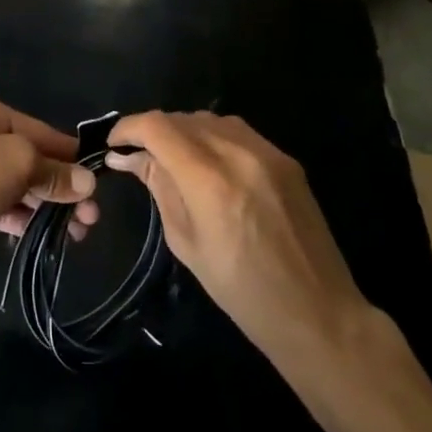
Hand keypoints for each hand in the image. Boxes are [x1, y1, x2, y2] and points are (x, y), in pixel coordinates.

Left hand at [0, 90, 97, 257]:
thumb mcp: (19, 164)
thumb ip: (55, 172)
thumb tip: (87, 183)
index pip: (37, 128)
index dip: (68, 154)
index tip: (96, 178)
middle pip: (25, 157)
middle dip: (58, 187)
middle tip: (88, 219)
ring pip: (10, 183)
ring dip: (41, 205)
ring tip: (74, 234)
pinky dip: (15, 215)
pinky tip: (39, 234)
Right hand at [105, 112, 370, 364]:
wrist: (318, 312)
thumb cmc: (243, 291)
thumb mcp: (186, 242)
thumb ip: (159, 188)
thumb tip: (129, 158)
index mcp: (208, 179)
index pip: (156, 127)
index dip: (128, 128)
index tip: (113, 144)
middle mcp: (237, 152)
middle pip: (181, 118)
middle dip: (154, 131)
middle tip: (140, 156)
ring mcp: (266, 151)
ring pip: (209, 119)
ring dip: (184, 131)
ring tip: (174, 158)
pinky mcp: (285, 158)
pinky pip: (237, 131)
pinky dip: (214, 138)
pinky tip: (211, 163)